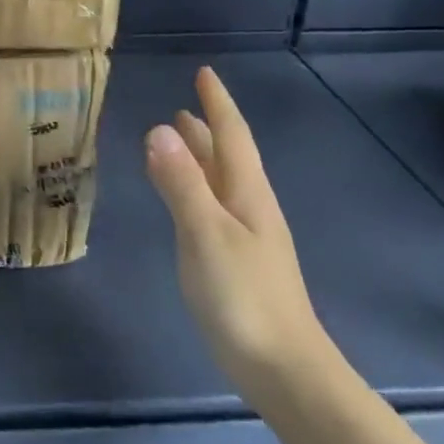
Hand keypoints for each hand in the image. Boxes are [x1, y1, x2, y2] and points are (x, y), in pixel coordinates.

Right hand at [144, 67, 324, 388]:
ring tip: (180, 142)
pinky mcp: (238, 263)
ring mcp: (247, 237)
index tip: (203, 74)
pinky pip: (214, 208)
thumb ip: (181, 183)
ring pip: (222, 183)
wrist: (283, 369)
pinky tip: (189, 202)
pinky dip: (197, 189)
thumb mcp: (205, 234)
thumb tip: (159, 128)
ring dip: (202, 158)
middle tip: (185, 107)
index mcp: (247, 194)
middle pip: (229, 157)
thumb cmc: (243, 296)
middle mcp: (251, 208)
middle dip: (208, 129)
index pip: (232, 136)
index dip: (217, 104)